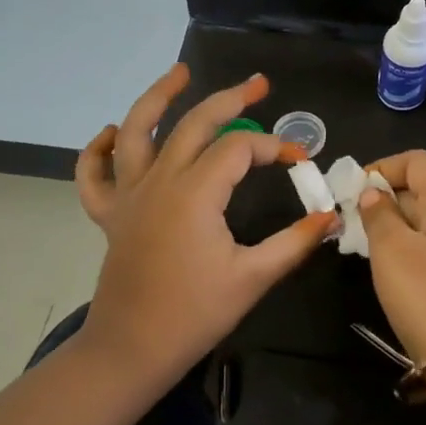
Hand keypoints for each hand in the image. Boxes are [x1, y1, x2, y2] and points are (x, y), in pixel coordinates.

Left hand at [75, 65, 335, 383]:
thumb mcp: (253, 278)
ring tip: (180, 73)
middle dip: (230, 99)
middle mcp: (159, 181)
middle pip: (194, 124)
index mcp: (195, 194)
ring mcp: (128, 195)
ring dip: (158, 97)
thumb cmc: (194, 315)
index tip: (300, 161)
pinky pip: (94, 174)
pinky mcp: (110, 214)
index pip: (239, 149)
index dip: (273, 147)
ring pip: (136, 131)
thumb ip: (294, 242)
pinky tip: (113, 133)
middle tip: (258, 83)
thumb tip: (331, 216)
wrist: (131, 350)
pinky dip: (98, 149)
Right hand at [355, 150, 425, 364]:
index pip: (418, 160)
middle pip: (425, 186)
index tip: (354, 192)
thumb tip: (374, 193)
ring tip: (367, 245)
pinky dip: (412, 243)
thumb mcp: (391, 251)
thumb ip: (379, 214)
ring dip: (397, 223)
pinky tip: (393, 268)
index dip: (383, 167)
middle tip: (354, 222)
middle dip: (387, 197)